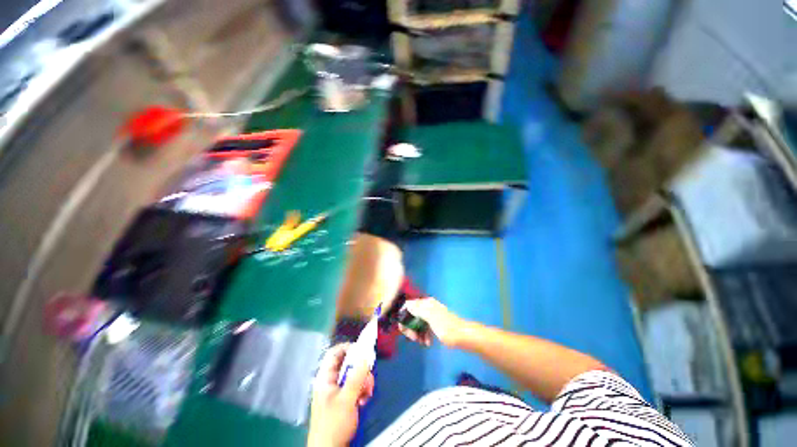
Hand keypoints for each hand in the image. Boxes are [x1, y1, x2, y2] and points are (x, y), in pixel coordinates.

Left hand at [307, 343, 373, 446]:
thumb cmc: (334, 424)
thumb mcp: (347, 399)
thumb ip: (356, 377)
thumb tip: (365, 355)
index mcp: (325, 377)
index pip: (335, 353)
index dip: (348, 347)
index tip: (362, 350)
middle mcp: (331, 381)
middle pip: (348, 364)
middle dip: (361, 370)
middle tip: (368, 378)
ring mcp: (337, 391)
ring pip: (354, 376)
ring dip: (363, 383)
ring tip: (366, 394)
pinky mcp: (344, 400)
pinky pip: (356, 387)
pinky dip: (362, 391)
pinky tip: (364, 401)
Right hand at [399, 297, 469, 347]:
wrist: (464, 337)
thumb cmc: (447, 327)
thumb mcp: (430, 317)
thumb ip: (418, 309)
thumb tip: (407, 303)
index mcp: (426, 303)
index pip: (409, 305)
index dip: (404, 316)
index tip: (403, 328)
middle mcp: (428, 307)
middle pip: (412, 315)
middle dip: (410, 326)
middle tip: (412, 338)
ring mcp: (432, 316)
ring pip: (418, 323)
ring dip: (417, 332)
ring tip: (420, 342)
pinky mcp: (436, 324)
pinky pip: (425, 328)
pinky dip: (424, 335)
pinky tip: (427, 343)